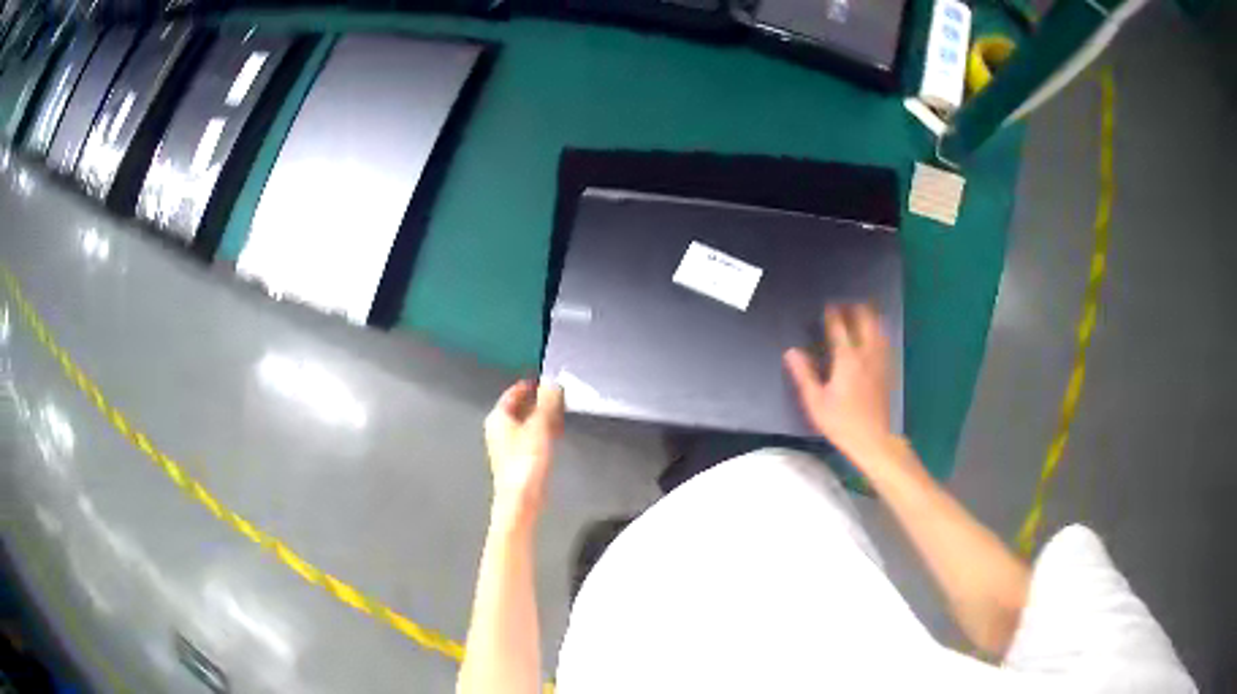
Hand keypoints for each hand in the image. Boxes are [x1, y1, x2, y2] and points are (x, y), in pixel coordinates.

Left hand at [484, 380, 564, 522]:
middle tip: (556, 394)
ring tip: (559, 411)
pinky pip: (530, 437)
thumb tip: (552, 382)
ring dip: (541, 416)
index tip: (545, 380)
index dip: (529, 385)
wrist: (521, 499)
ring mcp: (507, 446)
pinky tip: (555, 434)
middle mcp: (499, 430)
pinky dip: (541, 431)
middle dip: (537, 400)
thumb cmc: (525, 462)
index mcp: (498, 418)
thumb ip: (547, 402)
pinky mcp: (517, 460)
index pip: (513, 393)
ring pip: (525, 423)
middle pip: (518, 408)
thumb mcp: (540, 426)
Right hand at [784, 304, 893, 456]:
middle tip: (846, 304)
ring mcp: (880, 362)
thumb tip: (791, 352)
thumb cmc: (841, 422)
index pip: (839, 328)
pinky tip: (876, 335)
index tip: (828, 305)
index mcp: (846, 359)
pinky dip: (880, 332)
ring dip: (870, 317)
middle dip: (856, 309)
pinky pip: (885, 343)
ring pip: (879, 330)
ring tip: (863, 312)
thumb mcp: (815, 402)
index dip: (832, 314)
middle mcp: (866, 355)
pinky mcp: (887, 371)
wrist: (872, 439)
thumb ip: (804, 375)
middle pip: (865, 322)